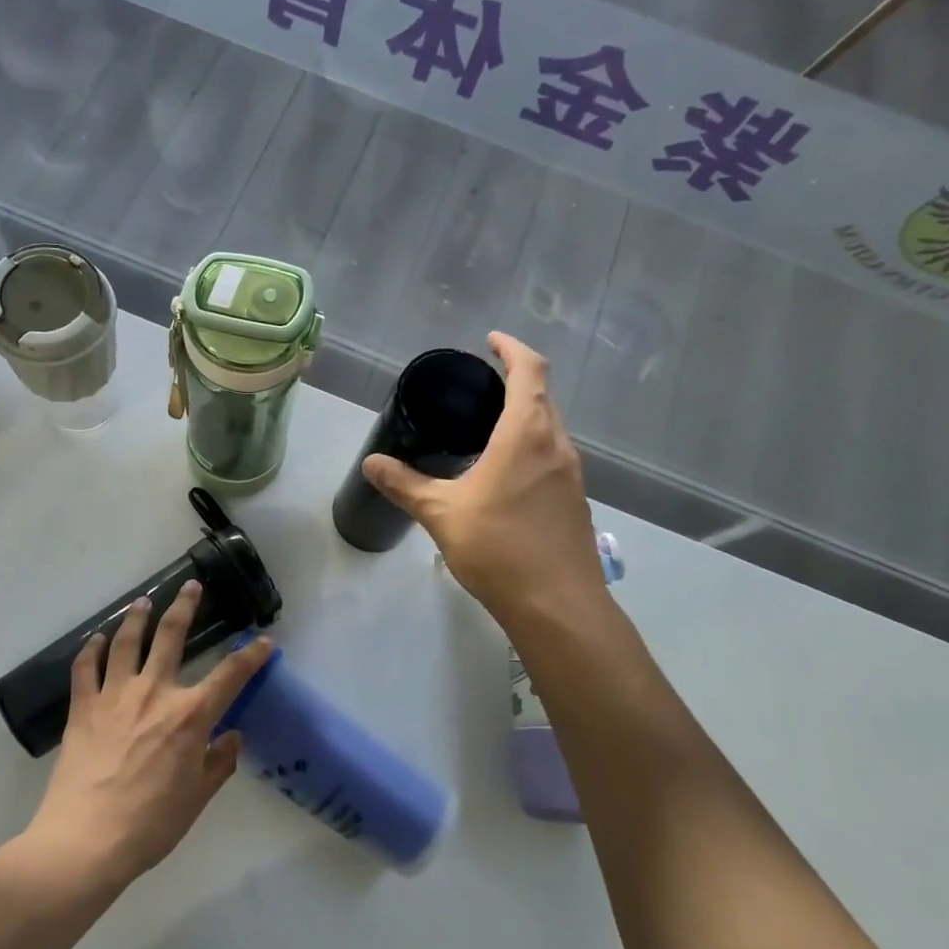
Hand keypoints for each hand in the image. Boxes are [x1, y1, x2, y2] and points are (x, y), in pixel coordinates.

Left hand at [27, 583, 273, 886]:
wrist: (86, 841)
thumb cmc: (150, 824)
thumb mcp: (197, 797)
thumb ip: (218, 762)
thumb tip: (232, 736)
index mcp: (190, 715)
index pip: (231, 674)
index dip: (252, 655)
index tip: (265, 641)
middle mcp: (155, 693)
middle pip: (172, 636)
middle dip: (185, 607)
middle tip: (191, 586)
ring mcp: (115, 696)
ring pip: (126, 642)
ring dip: (136, 618)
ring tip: (142, 601)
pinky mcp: (83, 708)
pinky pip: (86, 669)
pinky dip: (91, 650)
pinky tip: (96, 639)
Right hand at [364, 332, 601, 624]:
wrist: (558, 606)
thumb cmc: (499, 549)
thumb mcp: (442, 514)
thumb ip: (405, 484)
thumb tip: (372, 462)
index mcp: (527, 434)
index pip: (530, 370)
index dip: (512, 348)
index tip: (490, 342)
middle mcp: (557, 445)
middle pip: (543, 397)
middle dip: (516, 382)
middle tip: (479, 387)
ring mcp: (573, 475)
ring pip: (550, 429)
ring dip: (525, 417)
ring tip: (487, 429)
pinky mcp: (576, 502)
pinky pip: (553, 458)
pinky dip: (531, 449)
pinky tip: (505, 476)